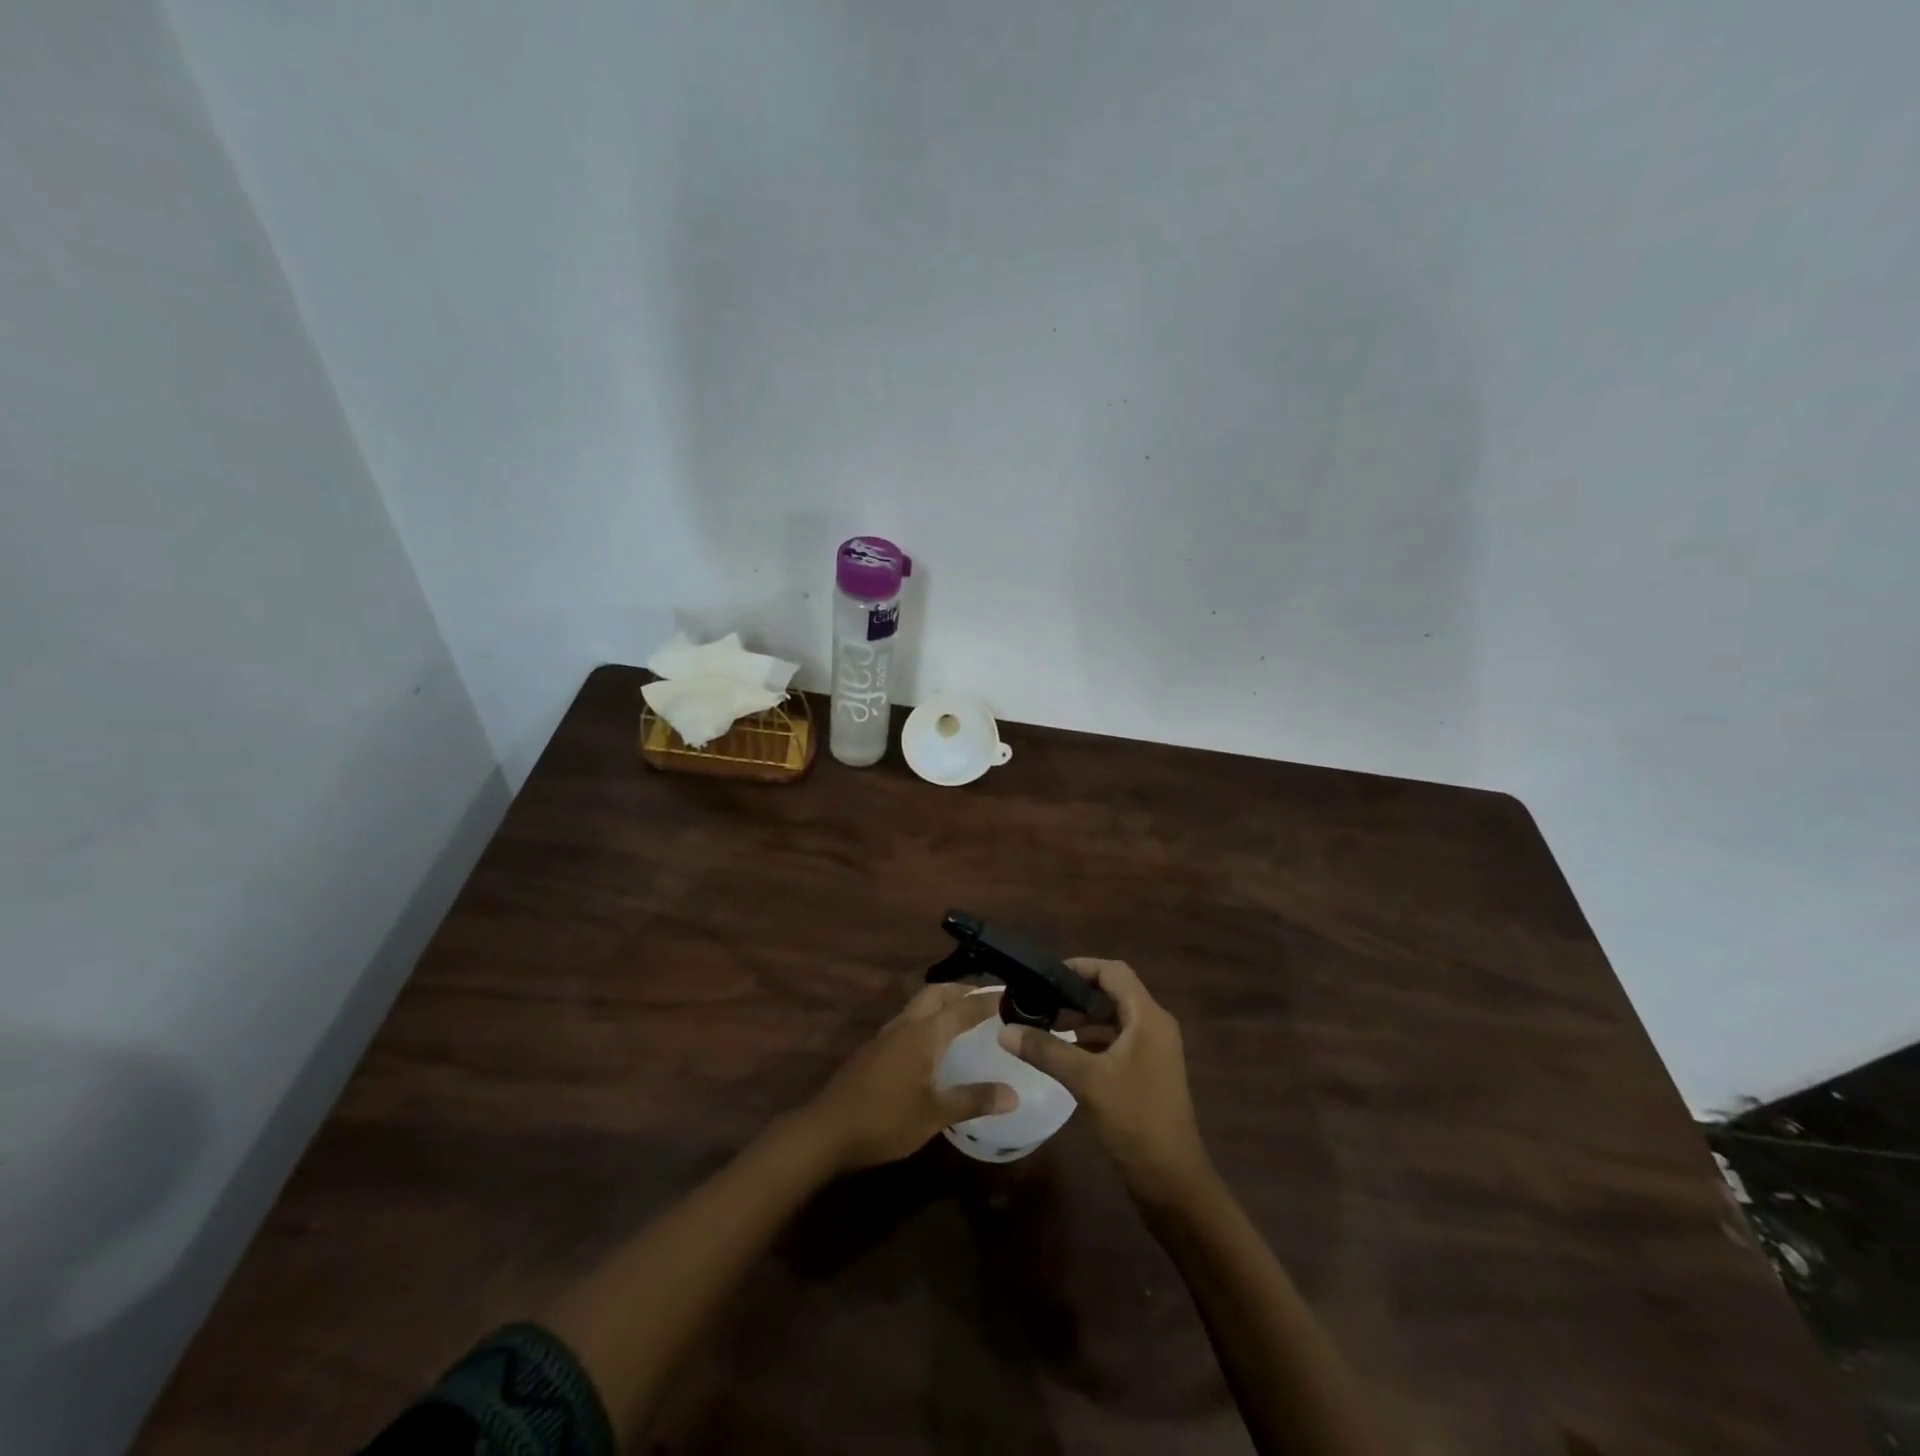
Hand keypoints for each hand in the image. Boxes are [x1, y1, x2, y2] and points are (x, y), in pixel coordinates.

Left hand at [801, 984, 1017, 1173]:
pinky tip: (934, 1040)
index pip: (962, 1008)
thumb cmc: (885, 1120)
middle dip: (962, 990)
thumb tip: (1013, 1094)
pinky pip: (909, 1019)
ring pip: (920, 1003)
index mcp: (924, 1034)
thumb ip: (973, 1100)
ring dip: (943, 1001)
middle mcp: (906, 1024)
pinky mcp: (875, 1048)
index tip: (1010, 994)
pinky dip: (929, 1017)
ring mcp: (887, 1034)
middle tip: (987, 998)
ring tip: (965, 1014)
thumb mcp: (934, 1115)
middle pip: (937, 993)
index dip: (986, 1000)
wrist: (828, 1130)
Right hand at [998, 959, 1210, 1203]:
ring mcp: (1154, 1051)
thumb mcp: (1085, 1080)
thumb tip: (1005, 1030)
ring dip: (1083, 1019)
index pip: (1114, 972)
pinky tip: (1065, 1054)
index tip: (1046, 974)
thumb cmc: (1134, 1119)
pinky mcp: (1149, 1073)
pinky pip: (1118, 1042)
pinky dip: (1092, 1041)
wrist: (1172, 1181)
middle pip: (1114, 993)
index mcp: (1148, 1017)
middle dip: (1077, 994)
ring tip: (1045, 1024)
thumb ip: (1045, 1050)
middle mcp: (1155, 1026)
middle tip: (1040, 999)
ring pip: (1115, 1019)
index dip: (1081, 966)